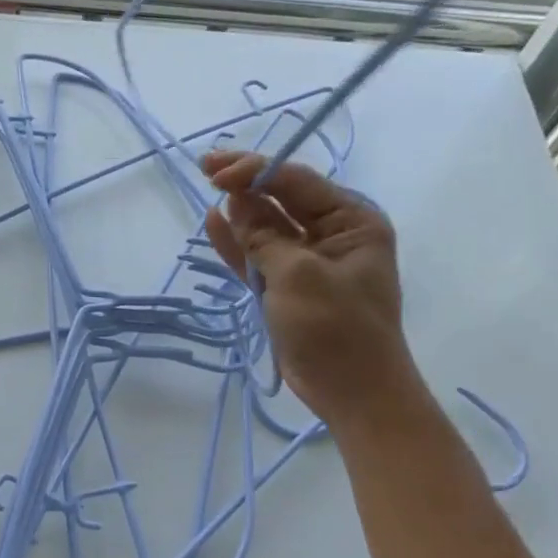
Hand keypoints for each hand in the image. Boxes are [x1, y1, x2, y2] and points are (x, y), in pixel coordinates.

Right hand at [201, 150, 417, 431]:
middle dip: (246, 183)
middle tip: (205, 166)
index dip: (256, 170)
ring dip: (240, 209)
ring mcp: (307, 262)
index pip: (297, 182)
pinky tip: (213, 222)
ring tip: (208, 185)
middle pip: (281, 199)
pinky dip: (237, 242)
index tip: (217, 170)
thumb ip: (264, 238)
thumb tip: (235, 205)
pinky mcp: (287, 287)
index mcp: (352, 222)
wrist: (351, 392)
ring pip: (266, 226)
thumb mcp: (298, 276)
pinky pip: (258, 256)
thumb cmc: (336, 329)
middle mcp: (332, 235)